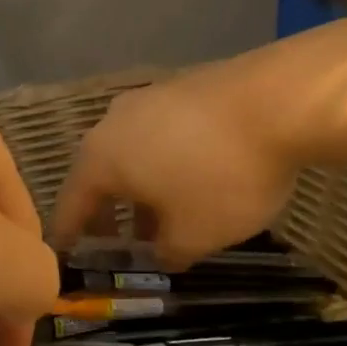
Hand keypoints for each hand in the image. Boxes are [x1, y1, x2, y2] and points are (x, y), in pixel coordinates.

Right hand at [50, 60, 298, 268]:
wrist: (278, 100)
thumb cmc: (222, 175)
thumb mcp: (195, 236)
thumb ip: (167, 253)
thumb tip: (161, 253)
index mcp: (101, 159)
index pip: (70, 205)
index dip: (69, 236)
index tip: (68, 259)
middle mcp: (112, 123)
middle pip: (99, 176)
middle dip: (109, 215)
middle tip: (119, 247)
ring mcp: (147, 99)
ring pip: (131, 153)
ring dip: (140, 189)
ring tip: (163, 217)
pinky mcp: (181, 87)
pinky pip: (159, 134)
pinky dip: (164, 162)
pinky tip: (192, 178)